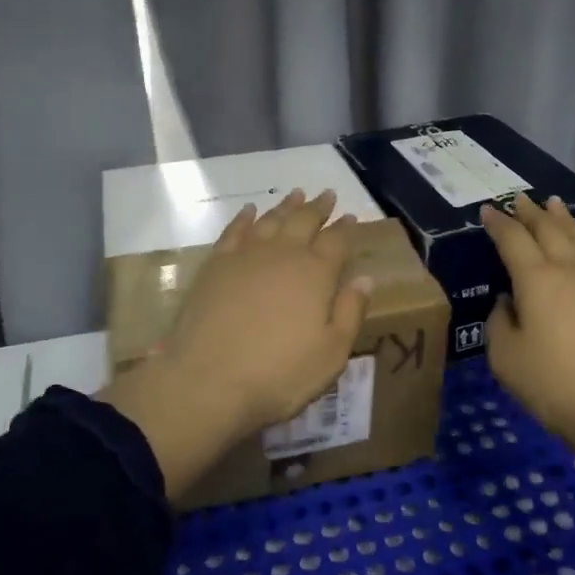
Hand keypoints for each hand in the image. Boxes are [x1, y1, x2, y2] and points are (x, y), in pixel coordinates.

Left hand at [142, 189, 372, 439]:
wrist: (208, 381)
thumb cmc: (279, 374)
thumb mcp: (331, 354)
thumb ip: (350, 312)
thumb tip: (366, 278)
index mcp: (316, 274)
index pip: (336, 241)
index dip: (345, 228)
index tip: (351, 217)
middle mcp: (283, 254)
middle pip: (304, 221)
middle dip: (318, 207)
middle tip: (327, 194)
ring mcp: (246, 256)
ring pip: (271, 220)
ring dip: (286, 206)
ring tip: (296, 194)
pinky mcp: (215, 265)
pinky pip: (234, 230)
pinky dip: (244, 217)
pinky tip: (249, 211)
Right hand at [481, 193, 574, 456]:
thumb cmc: (556, 385)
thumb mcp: (506, 359)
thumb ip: (499, 323)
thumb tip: (509, 302)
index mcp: (537, 280)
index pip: (513, 240)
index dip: (498, 223)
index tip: (488, 209)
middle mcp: (570, 270)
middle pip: (549, 230)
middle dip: (531, 212)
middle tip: (519, 198)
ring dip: (563, 219)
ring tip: (554, 205)